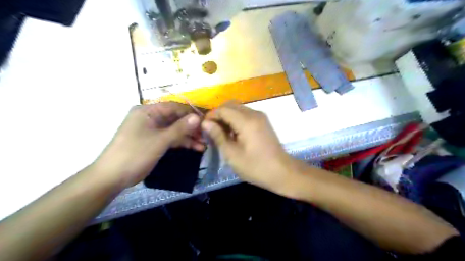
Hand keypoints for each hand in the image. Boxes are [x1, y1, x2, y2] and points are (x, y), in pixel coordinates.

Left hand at [93, 102, 203, 189]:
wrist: (112, 177)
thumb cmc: (135, 154)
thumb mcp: (160, 140)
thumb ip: (180, 128)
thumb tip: (198, 117)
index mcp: (148, 111)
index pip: (174, 107)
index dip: (191, 112)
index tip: (207, 120)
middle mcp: (150, 117)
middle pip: (176, 118)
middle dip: (192, 127)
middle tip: (207, 135)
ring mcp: (152, 130)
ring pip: (175, 129)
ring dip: (189, 136)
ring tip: (204, 144)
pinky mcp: (154, 141)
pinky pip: (171, 138)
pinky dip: (182, 143)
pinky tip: (196, 148)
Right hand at [200, 103, 293, 194]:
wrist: (282, 172)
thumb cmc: (255, 166)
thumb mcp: (232, 154)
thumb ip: (218, 136)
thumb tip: (205, 123)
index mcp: (246, 121)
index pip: (223, 109)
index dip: (211, 116)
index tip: (203, 127)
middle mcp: (254, 113)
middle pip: (231, 105)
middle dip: (218, 114)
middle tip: (211, 130)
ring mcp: (260, 117)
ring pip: (238, 108)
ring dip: (227, 117)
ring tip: (220, 132)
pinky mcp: (263, 122)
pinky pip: (245, 114)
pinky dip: (236, 119)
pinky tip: (233, 133)